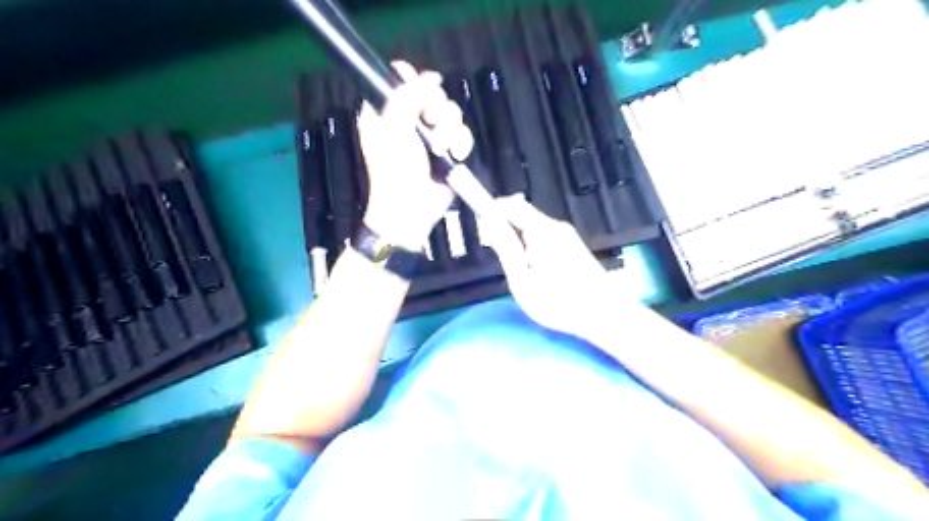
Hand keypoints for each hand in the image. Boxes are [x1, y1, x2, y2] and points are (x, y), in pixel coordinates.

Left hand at [357, 60, 472, 250]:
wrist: (411, 207)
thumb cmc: (394, 169)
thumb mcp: (393, 127)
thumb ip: (408, 95)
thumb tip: (430, 76)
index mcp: (388, 112)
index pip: (402, 82)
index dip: (413, 80)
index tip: (419, 90)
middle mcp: (410, 121)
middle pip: (433, 94)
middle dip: (436, 109)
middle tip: (429, 122)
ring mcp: (432, 137)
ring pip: (452, 113)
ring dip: (449, 130)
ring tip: (440, 148)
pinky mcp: (450, 151)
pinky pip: (463, 134)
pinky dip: (461, 144)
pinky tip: (453, 154)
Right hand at [479, 196, 622, 336]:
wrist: (606, 314)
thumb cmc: (559, 302)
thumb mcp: (522, 281)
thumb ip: (506, 249)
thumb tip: (490, 222)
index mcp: (541, 230)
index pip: (510, 204)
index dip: (491, 209)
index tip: (481, 227)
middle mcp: (555, 225)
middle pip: (521, 212)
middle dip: (503, 226)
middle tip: (496, 253)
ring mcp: (566, 234)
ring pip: (532, 224)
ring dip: (517, 237)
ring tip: (517, 268)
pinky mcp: (572, 244)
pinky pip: (543, 234)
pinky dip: (530, 243)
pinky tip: (534, 269)